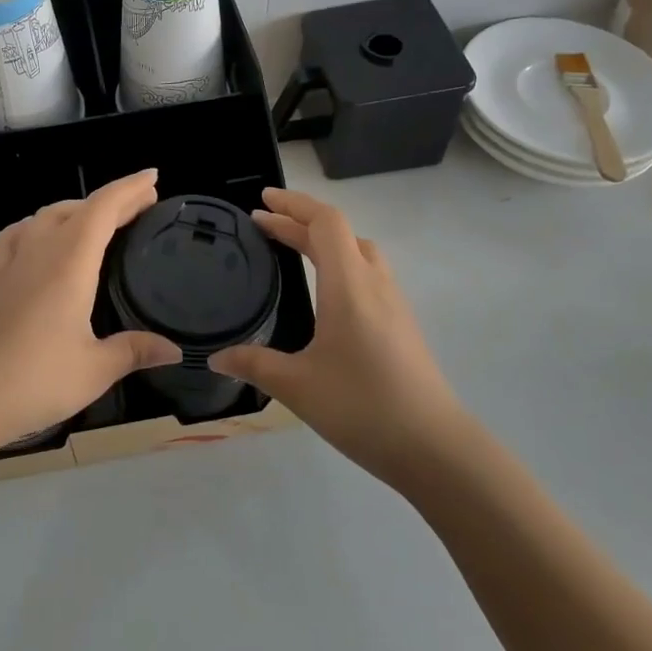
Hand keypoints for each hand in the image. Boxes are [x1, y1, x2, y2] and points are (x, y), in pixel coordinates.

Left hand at [0, 170, 180, 454]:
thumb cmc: (34, 380)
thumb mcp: (95, 369)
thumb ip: (134, 351)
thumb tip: (174, 349)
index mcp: (69, 263)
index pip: (103, 209)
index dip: (129, 189)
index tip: (153, 178)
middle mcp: (40, 252)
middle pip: (77, 208)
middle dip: (111, 201)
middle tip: (141, 204)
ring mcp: (12, 265)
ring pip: (45, 216)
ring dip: (76, 209)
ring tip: (98, 220)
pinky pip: (15, 237)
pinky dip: (34, 227)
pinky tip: (36, 237)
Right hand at [212, 188, 463, 488]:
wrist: (435, 449)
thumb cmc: (362, 407)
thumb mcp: (297, 386)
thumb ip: (254, 365)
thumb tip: (215, 357)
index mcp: (349, 285)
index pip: (325, 222)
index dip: (293, 204)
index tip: (262, 201)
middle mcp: (375, 283)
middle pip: (339, 232)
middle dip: (300, 221)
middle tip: (263, 224)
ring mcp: (394, 303)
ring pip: (358, 251)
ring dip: (324, 241)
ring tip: (292, 248)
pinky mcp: (402, 324)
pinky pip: (368, 273)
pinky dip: (340, 263)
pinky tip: (326, 292)